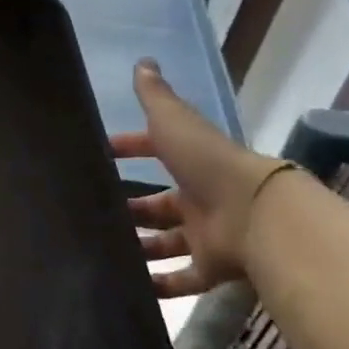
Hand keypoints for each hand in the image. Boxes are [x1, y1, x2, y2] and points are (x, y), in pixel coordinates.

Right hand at [110, 59, 291, 297]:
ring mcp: (206, 235)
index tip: (98, 155)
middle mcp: (199, 199)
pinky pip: (181, 279)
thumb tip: (142, 61)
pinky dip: (158, 285)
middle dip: (130, 209)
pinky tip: (129, 287)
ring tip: (102, 251)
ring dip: (139, 247)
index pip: (155, 152)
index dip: (129, 150)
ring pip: (166, 243)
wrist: (256, 214)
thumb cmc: (209, 164)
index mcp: (191, 163)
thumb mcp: (175, 123)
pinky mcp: (212, 268)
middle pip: (158, 206)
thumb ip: (156, 97)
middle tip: (92, 213)